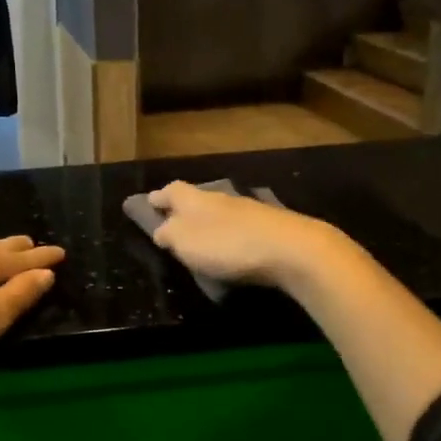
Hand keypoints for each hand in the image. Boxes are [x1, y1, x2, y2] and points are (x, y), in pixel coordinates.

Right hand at [146, 182, 339, 290]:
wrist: (290, 249)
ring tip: (202, 240)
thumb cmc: (227, 245)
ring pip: (221, 212)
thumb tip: (161, 230)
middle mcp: (221, 198)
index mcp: (196, 199)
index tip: (150, 202)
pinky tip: (232, 249)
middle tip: (174, 222)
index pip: (172, 190)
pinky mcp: (270, 227)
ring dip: (209, 223)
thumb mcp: (185, 242)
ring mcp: (249, 211)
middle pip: (197, 199)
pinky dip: (231, 235)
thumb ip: (169, 234)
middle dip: (184, 209)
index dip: (160, 197)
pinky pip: (241, 228)